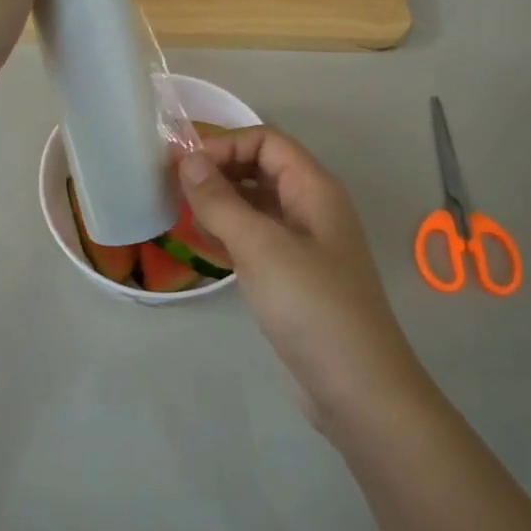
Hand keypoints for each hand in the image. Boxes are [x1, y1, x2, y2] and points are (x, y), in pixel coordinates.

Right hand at [177, 128, 435, 432]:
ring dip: (221, 201)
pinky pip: (258, 237)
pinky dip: (230, 232)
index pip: (267, 141)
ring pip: (257, 204)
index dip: (225, 144)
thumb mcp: (260, 247)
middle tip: (173, 185)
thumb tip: (188, 159)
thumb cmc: (311, 306)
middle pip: (262, 168)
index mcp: (314, 189)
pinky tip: (204, 243)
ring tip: (181, 211)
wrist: (357, 389)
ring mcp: (305, 244)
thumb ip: (220, 201)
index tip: (183, 165)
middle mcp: (312, 208)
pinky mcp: (295, 276)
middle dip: (220, 169)